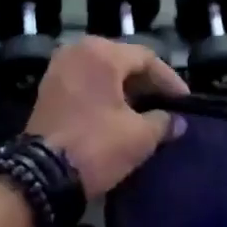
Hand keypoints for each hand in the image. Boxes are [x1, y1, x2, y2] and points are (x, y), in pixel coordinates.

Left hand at [27, 38, 188, 196]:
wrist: (41, 176)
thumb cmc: (96, 146)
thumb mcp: (139, 136)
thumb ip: (163, 122)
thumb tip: (177, 122)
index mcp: (101, 53)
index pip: (147, 58)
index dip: (170, 80)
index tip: (185, 102)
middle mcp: (77, 51)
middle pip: (123, 61)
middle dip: (147, 84)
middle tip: (167, 105)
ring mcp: (57, 70)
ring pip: (103, 73)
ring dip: (126, 90)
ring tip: (146, 112)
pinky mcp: (47, 90)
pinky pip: (85, 84)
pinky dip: (104, 95)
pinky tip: (119, 116)